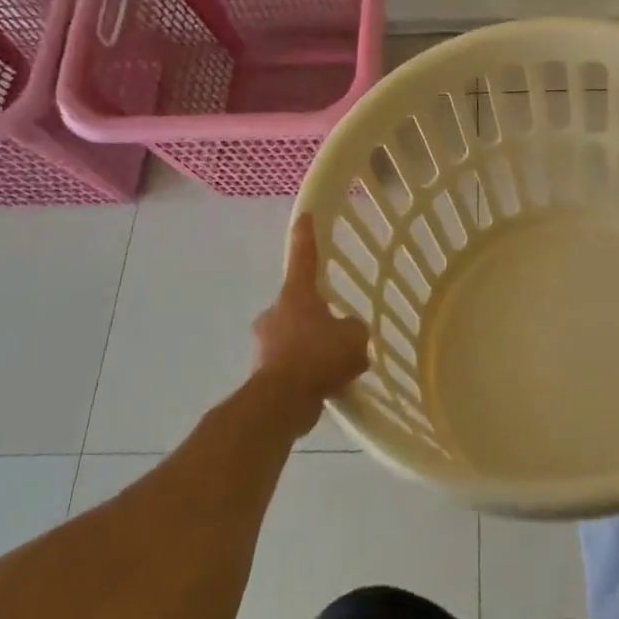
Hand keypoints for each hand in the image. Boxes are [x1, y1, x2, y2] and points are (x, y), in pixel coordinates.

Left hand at [252, 213, 370, 430]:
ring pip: (294, 337)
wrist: (281, 402)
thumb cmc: (317, 355)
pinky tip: (327, 388)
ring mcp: (265, 344)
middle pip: (298, 304)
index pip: (303, 257)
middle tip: (337, 329)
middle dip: (315, 315)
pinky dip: (307, 373)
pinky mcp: (263, 374)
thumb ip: (355, 329)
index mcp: (296, 295)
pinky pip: (292, 365)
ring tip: (337, 367)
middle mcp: (275, 313)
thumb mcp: (354, 336)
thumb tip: (350, 333)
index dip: (306, 237)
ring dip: (311, 347)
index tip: (304, 216)